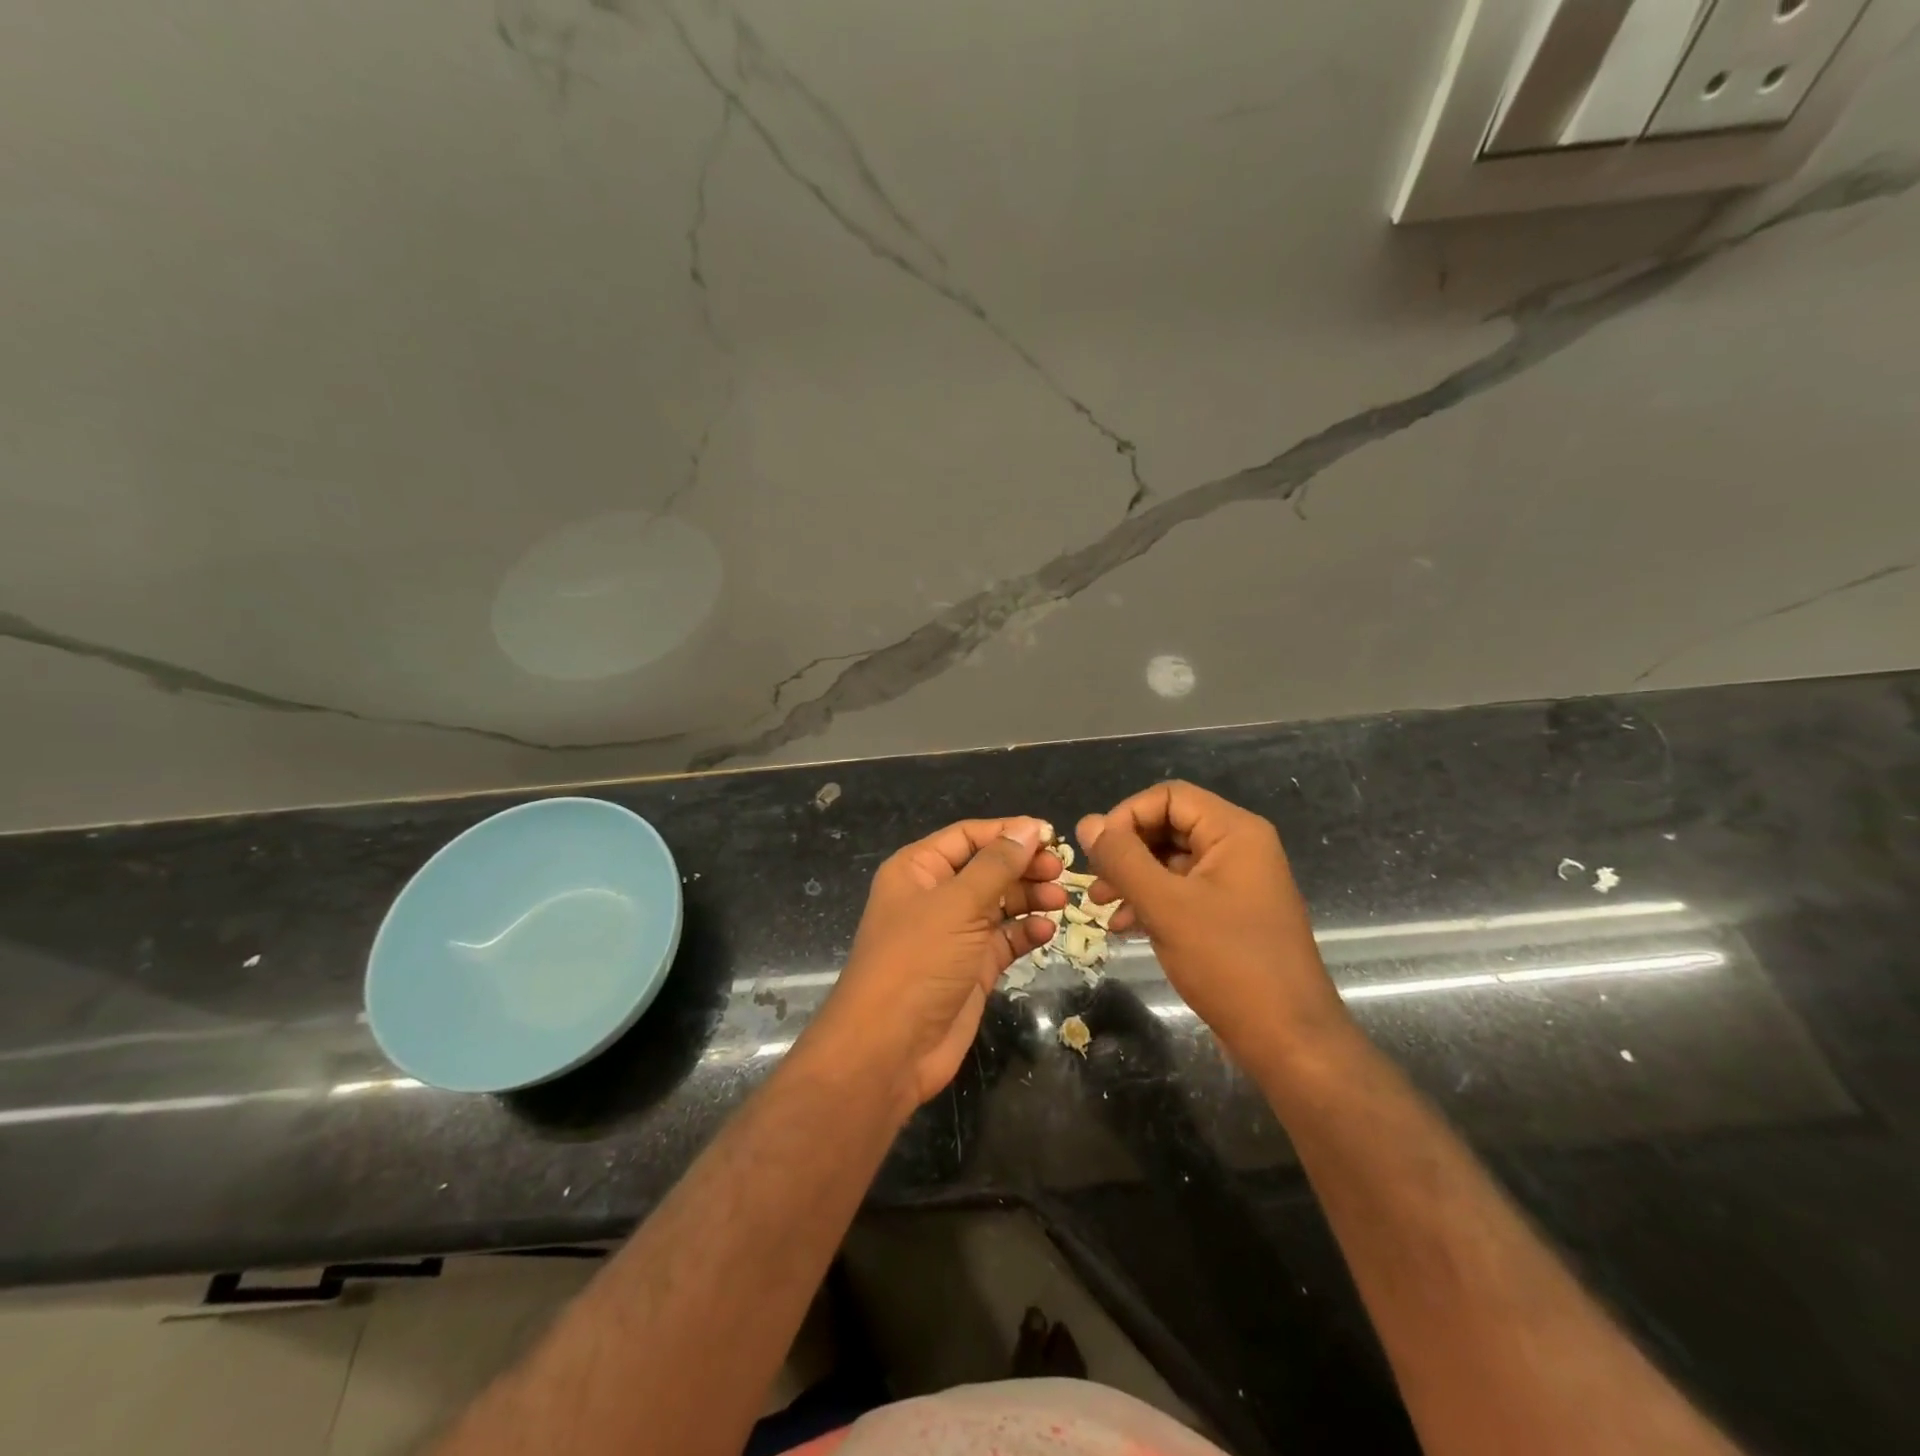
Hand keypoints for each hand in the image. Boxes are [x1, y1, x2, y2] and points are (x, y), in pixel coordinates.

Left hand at [806, 817, 1063, 1111]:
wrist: (889, 1048)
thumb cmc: (918, 961)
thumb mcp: (957, 904)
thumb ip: (997, 865)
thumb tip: (1029, 828)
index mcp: (918, 869)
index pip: (968, 837)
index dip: (1008, 832)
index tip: (1051, 835)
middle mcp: (935, 896)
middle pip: (986, 868)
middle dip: (1023, 866)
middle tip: (1061, 871)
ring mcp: (953, 934)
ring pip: (999, 903)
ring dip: (1029, 898)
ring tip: (1060, 900)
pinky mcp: (971, 968)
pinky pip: (1004, 939)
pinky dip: (1024, 932)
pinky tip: (1045, 931)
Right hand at [1076, 782, 1350, 1062]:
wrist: (1288, 1040)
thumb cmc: (1228, 963)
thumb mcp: (1165, 906)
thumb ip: (1122, 859)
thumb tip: (1088, 823)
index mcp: (1234, 832)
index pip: (1168, 796)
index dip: (1127, 816)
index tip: (1098, 852)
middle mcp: (1239, 848)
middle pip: (1169, 826)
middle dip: (1126, 850)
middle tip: (1094, 882)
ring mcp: (1237, 883)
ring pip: (1171, 861)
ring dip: (1133, 878)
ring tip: (1101, 906)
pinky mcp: (1231, 915)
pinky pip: (1183, 892)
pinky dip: (1151, 902)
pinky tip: (1124, 927)